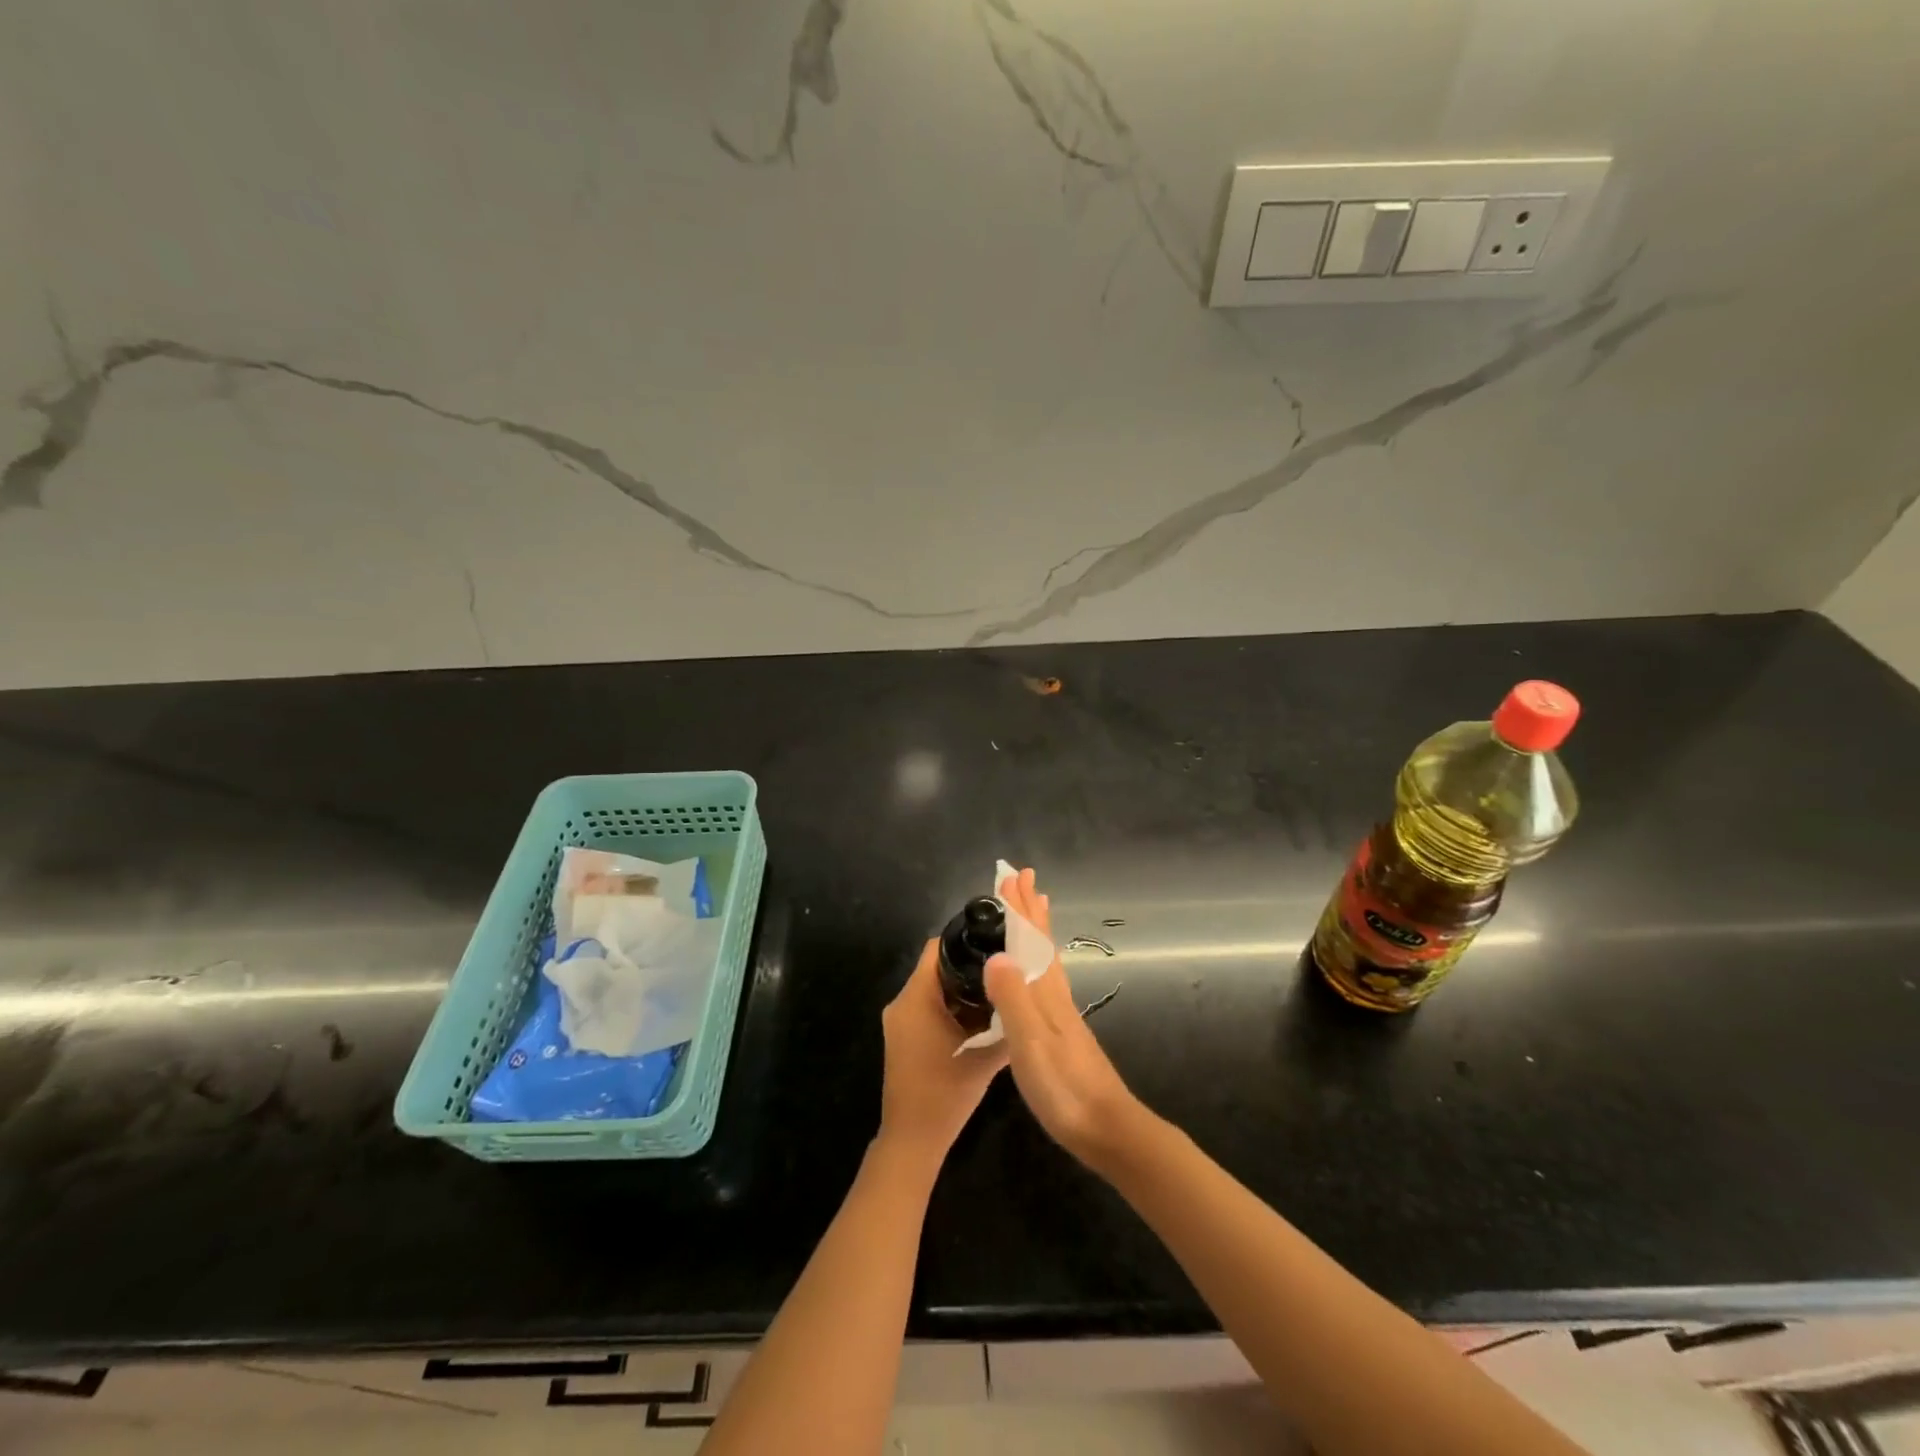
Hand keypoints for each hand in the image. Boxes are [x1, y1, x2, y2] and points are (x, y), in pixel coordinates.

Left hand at [877, 938, 1008, 1166]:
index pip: (936, 949)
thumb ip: (1006, 1025)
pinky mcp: (901, 1038)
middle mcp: (901, 1003)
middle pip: (935, 968)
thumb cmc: (947, 1093)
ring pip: (931, 989)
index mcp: (916, 999)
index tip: (995, 943)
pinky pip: (926, 1008)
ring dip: (959, 989)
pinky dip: (948, 1007)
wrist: (913, 1140)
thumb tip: (1026, 997)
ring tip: (996, 990)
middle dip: (968, 966)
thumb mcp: (985, 1057)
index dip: (965, 941)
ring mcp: (898, 1021)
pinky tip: (978, 1018)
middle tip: (1003, 968)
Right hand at [985, 867, 1145, 1170]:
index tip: (1012, 876)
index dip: (1019, 909)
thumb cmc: (1064, 1087)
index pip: (1030, 939)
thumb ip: (1013, 999)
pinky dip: (1039, 961)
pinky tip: (1037, 972)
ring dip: (1035, 930)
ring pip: (1046, 958)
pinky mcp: (1062, 1033)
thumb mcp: (1031, 1043)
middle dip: (1029, 910)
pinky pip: (1046, 980)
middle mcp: (1055, 995)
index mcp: (1045, 993)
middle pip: (1041, 942)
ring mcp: (1061, 1014)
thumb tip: (996, 954)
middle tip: (1022, 879)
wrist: (1107, 1129)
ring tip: (1033, 910)